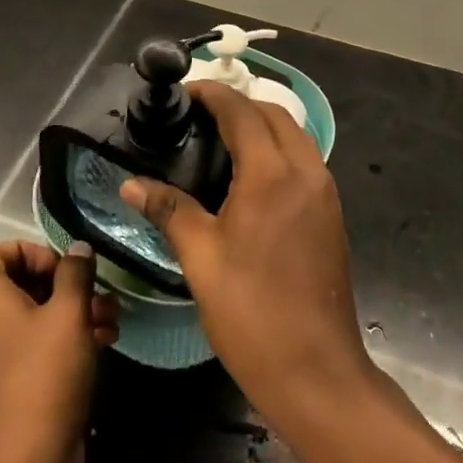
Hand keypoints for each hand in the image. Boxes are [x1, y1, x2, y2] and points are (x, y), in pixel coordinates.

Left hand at [0, 241, 118, 462]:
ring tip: (111, 321)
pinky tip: (102, 347)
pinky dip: (66, 343)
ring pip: (34, 321)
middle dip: (62, 284)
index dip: (25, 249)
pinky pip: (37, 352)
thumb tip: (77, 248)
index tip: (60, 266)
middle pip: (16, 287)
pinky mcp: (13, 394)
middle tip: (97, 293)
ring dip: (72, 314)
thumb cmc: (43, 380)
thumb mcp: (68, 316)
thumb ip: (75, 274)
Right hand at [119, 81, 377, 430]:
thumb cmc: (252, 313)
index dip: (214, 95)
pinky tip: (251, 176)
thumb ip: (169, 210)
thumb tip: (131, 184)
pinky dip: (280, 150)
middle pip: (275, 115)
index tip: (186, 92)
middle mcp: (306, 171)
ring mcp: (325, 193)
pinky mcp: (332, 214)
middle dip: (240, 105)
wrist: (317, 371)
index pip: (242, 112)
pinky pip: (306, 162)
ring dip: (263, 125)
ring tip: (222, 140)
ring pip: (295, 136)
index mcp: (272, 174)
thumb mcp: (201, 259)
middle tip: (200, 116)